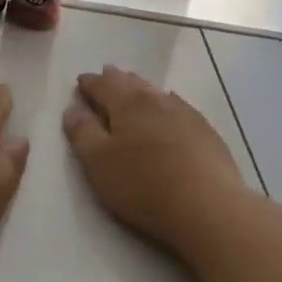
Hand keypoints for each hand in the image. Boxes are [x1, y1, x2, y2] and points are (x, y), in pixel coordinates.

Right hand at [62, 66, 258, 263]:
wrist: (209, 206)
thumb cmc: (143, 185)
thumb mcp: (98, 163)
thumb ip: (82, 133)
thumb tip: (72, 109)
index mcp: (127, 103)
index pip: (103, 85)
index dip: (89, 83)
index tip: (80, 81)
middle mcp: (156, 100)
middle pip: (131, 83)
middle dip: (116, 79)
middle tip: (106, 75)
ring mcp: (185, 113)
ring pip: (156, 92)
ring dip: (141, 88)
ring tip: (133, 87)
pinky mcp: (205, 131)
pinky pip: (178, 106)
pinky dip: (165, 103)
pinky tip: (169, 108)